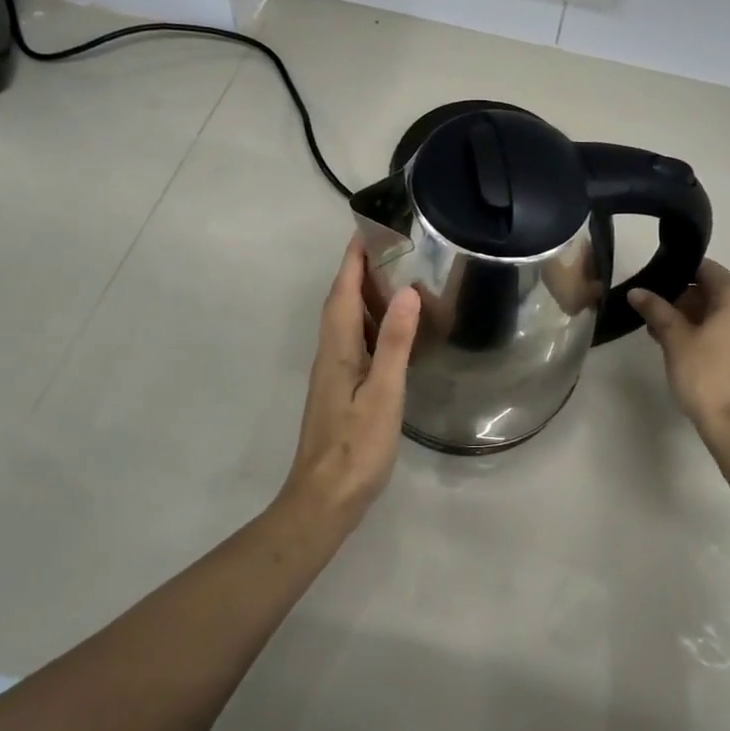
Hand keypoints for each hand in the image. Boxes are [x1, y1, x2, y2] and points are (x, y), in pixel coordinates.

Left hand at [279, 237, 420, 527]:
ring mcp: (332, 374)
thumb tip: (406, 292)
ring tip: (390, 278)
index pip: (344, 292)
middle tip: (385, 248)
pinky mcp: (339, 391)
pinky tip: (386, 332)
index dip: (353, 261)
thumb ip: (395, 343)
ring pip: (345, 322)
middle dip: (356, 271)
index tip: (367, 231)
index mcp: (338, 349)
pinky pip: (351, 342)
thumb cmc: (356, 447)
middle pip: (340, 302)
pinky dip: (367, 323)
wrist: (324, 500)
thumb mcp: (384, 394)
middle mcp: (330, 354)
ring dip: (360, 295)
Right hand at [628, 259, 729, 452]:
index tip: (651, 285)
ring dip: (693, 319)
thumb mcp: (675, 339)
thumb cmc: (707, 375)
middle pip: (714, 290)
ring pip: (722, 314)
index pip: (704, 269)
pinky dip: (710, 334)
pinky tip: (685, 350)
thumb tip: (636, 291)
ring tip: (661, 334)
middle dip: (682, 300)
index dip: (675, 273)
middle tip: (652, 314)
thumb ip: (656, 310)